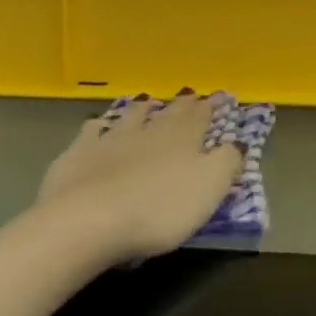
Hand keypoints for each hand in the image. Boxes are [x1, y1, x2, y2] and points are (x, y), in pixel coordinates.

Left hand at [35, 92, 243, 263]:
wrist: (85, 221)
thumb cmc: (158, 208)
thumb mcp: (208, 188)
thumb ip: (226, 163)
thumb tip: (237, 143)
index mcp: (183, 138)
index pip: (202, 116)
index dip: (213, 106)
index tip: (221, 96)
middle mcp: (149, 131)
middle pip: (169, 113)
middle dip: (182, 104)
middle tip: (190, 94)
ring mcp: (111, 139)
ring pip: (130, 117)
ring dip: (141, 108)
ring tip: (147, 101)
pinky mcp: (77, 155)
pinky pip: (92, 132)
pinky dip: (98, 127)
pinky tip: (97, 126)